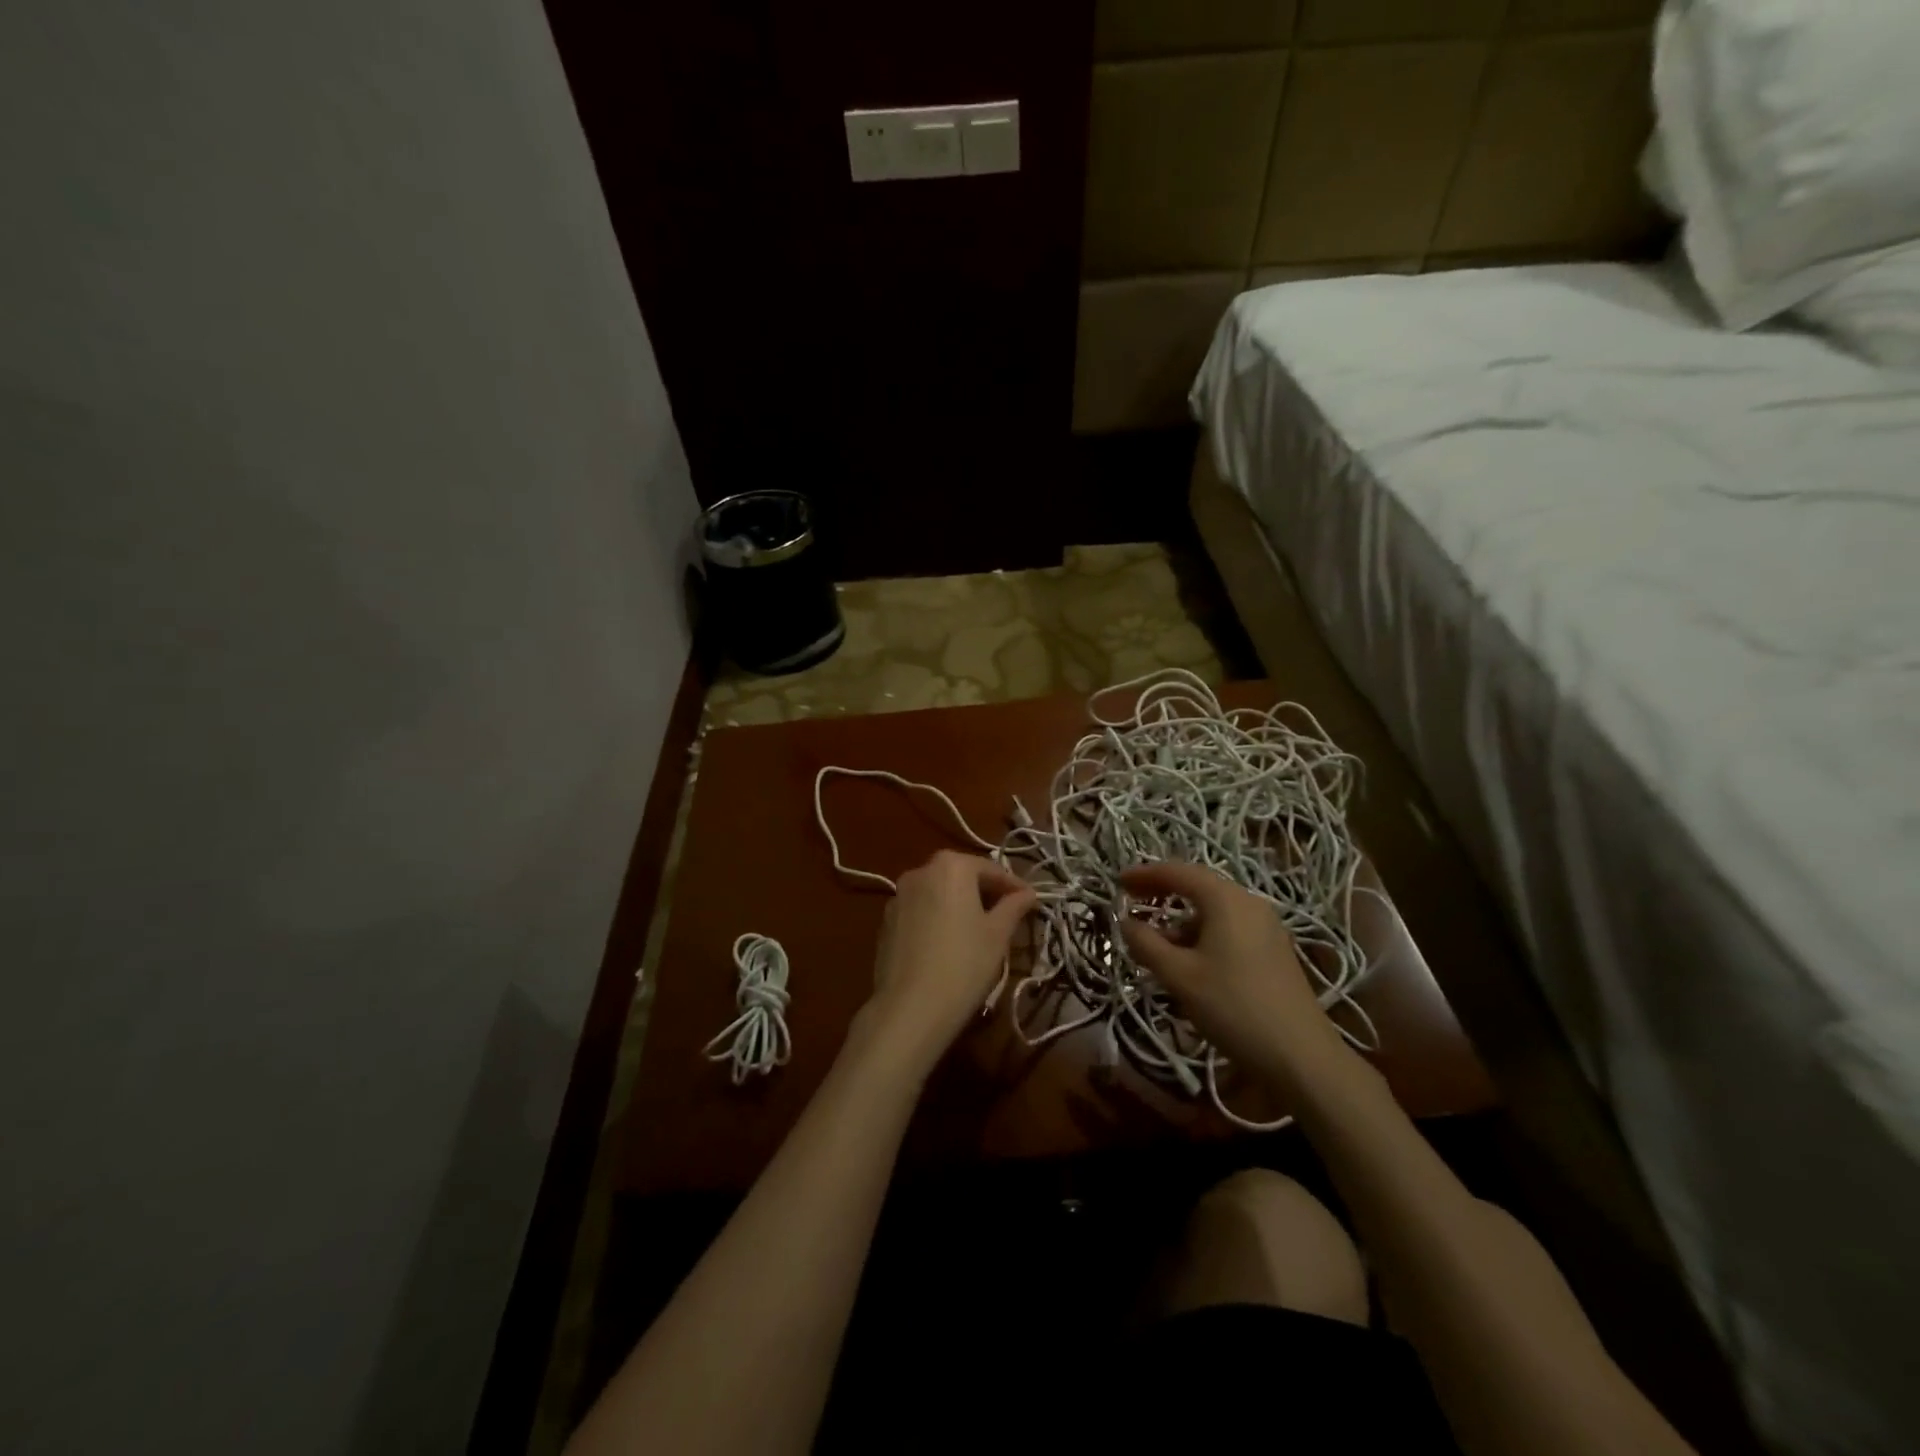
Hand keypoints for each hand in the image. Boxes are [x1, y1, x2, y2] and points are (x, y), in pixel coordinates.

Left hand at [862, 850, 1036, 1073]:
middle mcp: (920, 871)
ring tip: (979, 931)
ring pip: (939, 893)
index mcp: (950, 866)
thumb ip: (1014, 906)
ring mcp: (898, 896)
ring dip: (960, 904)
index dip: (1013, 886)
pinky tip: (949, 944)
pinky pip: (921, 911)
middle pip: (961, 876)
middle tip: (1007, 916)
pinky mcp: (887, 922)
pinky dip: (938, 918)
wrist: (911, 1007)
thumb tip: (1028, 893)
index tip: (1030, 902)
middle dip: (985, 893)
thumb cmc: (964, 964)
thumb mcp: (998, 934)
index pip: (990, 869)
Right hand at [1117, 861, 1346, 1087]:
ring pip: (1214, 911)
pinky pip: (1229, 928)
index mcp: (1226, 900)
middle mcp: (1249, 903)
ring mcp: (1266, 927)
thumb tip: (1125, 922)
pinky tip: (1189, 962)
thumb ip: (1146, 944)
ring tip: (1155, 943)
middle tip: (1132, 904)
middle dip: (1162, 894)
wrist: (1301, 1057)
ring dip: (1181, 920)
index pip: (1178, 872)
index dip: (1145, 874)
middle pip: (1198, 887)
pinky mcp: (1274, 950)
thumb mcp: (1180, 976)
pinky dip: (1202, 934)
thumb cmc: (1234, 1007)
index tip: (1117, 882)